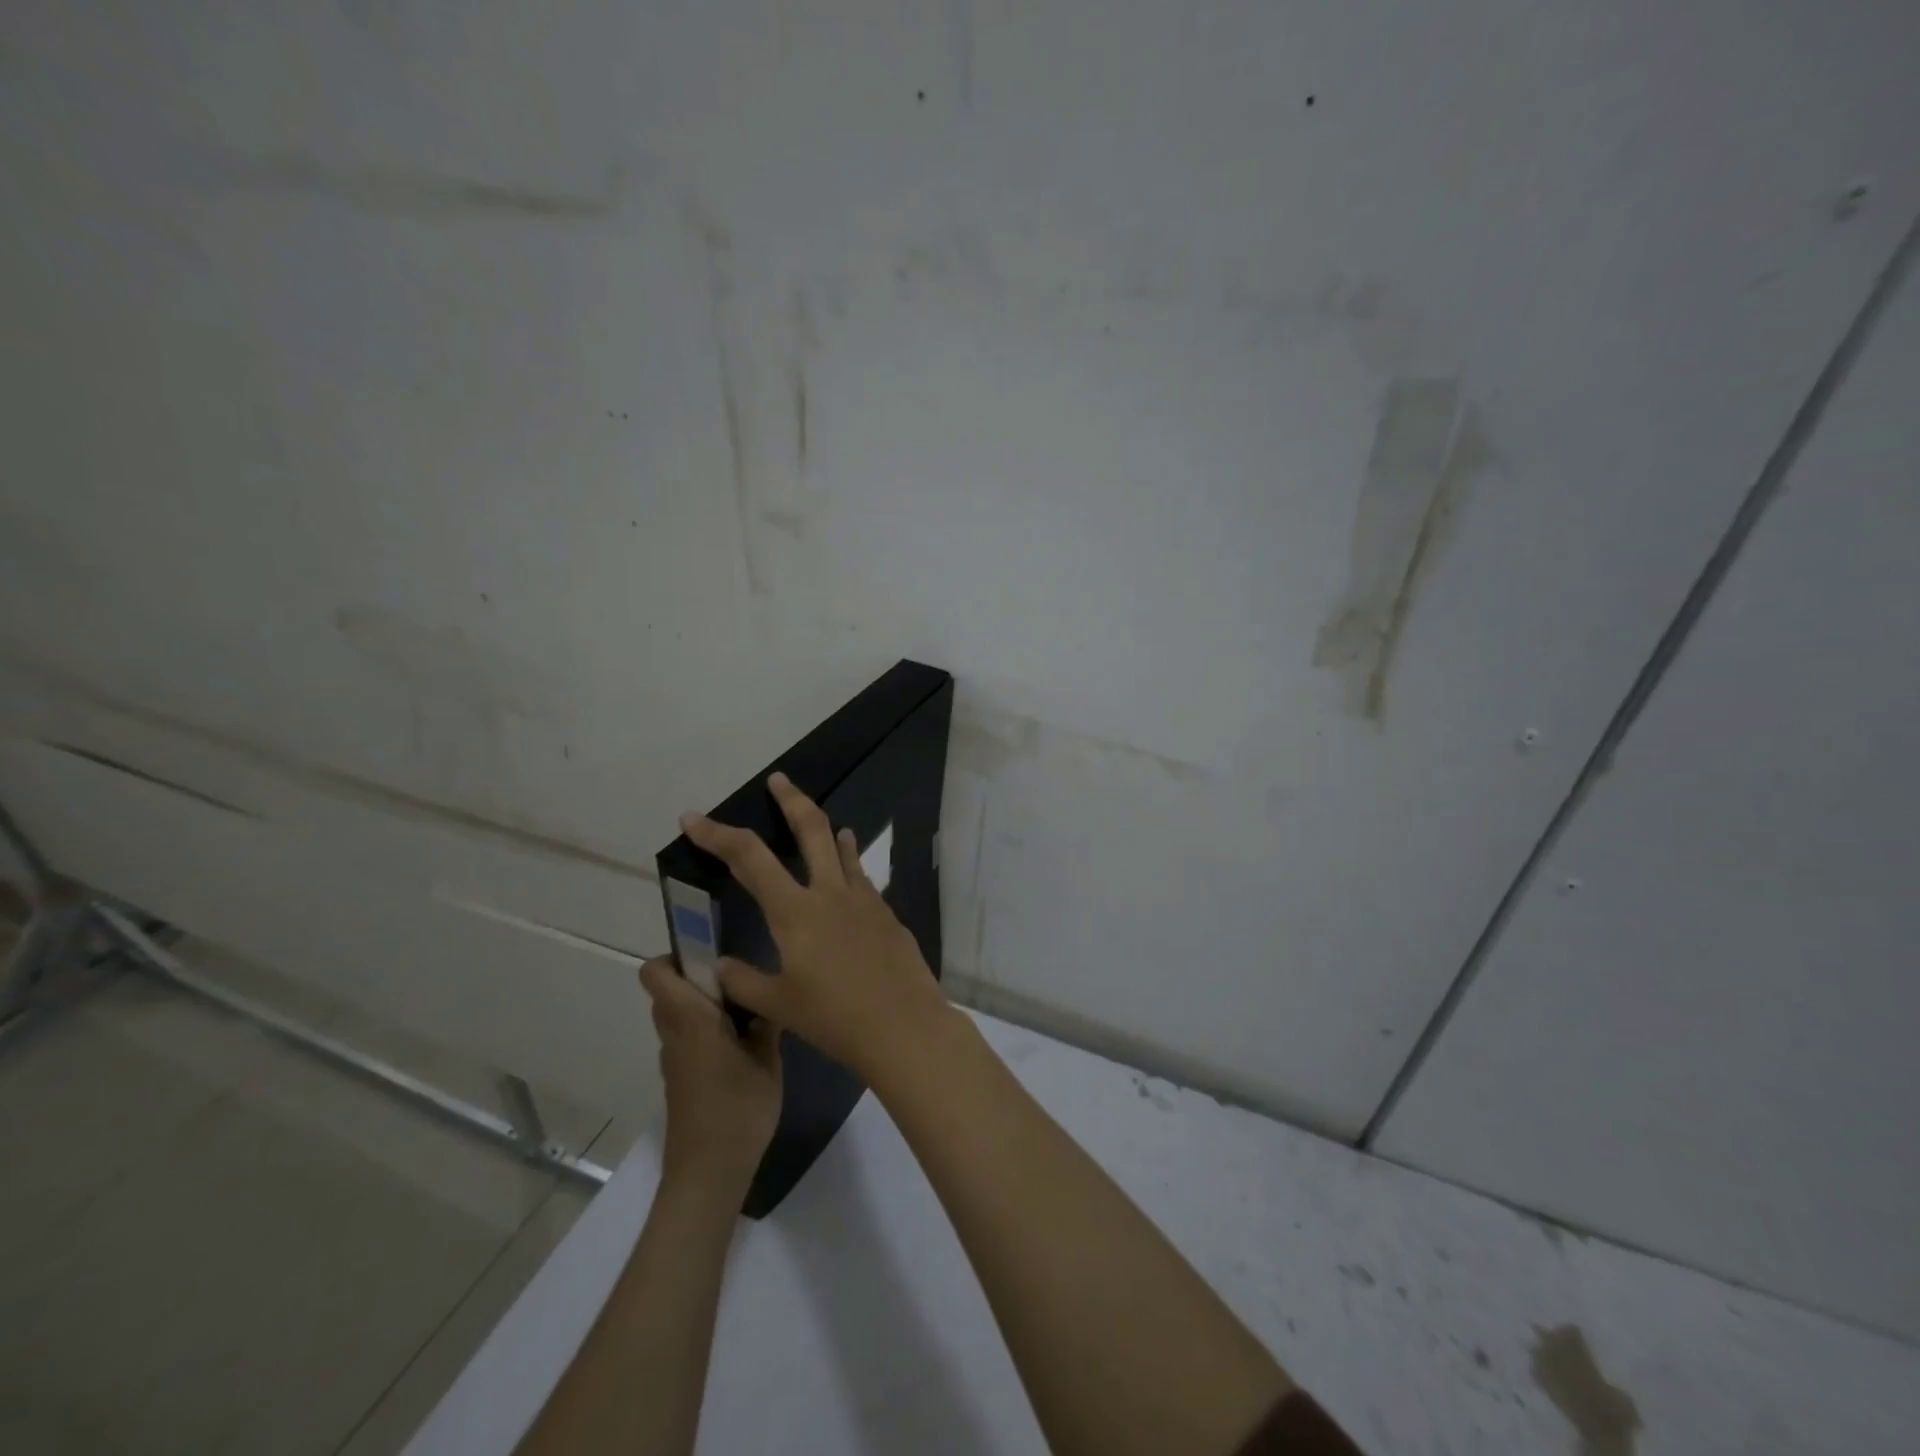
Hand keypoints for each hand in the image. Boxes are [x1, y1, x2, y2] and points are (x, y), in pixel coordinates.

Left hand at [639, 956, 782, 1195]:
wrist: (708, 1175)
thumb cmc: (739, 1111)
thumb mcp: (768, 1062)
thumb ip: (766, 1023)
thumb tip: (766, 997)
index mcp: (692, 1020)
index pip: (657, 972)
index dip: (677, 953)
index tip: (714, 951)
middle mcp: (674, 1034)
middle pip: (670, 989)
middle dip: (700, 976)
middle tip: (742, 979)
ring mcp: (674, 1059)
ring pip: (679, 1014)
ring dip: (705, 1004)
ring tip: (749, 1009)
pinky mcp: (680, 1079)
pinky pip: (687, 1038)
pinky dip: (707, 1030)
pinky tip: (743, 1044)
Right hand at [679, 772, 954, 1082]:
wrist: (903, 1025)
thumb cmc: (834, 1018)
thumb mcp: (778, 1005)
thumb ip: (743, 981)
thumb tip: (719, 965)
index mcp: (795, 910)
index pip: (749, 858)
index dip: (717, 835)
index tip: (693, 818)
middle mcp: (830, 892)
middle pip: (811, 828)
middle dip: (791, 800)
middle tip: (779, 780)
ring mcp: (865, 899)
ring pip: (843, 849)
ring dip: (827, 829)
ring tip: (820, 821)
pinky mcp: (887, 913)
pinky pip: (862, 877)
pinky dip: (850, 864)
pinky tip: (849, 876)